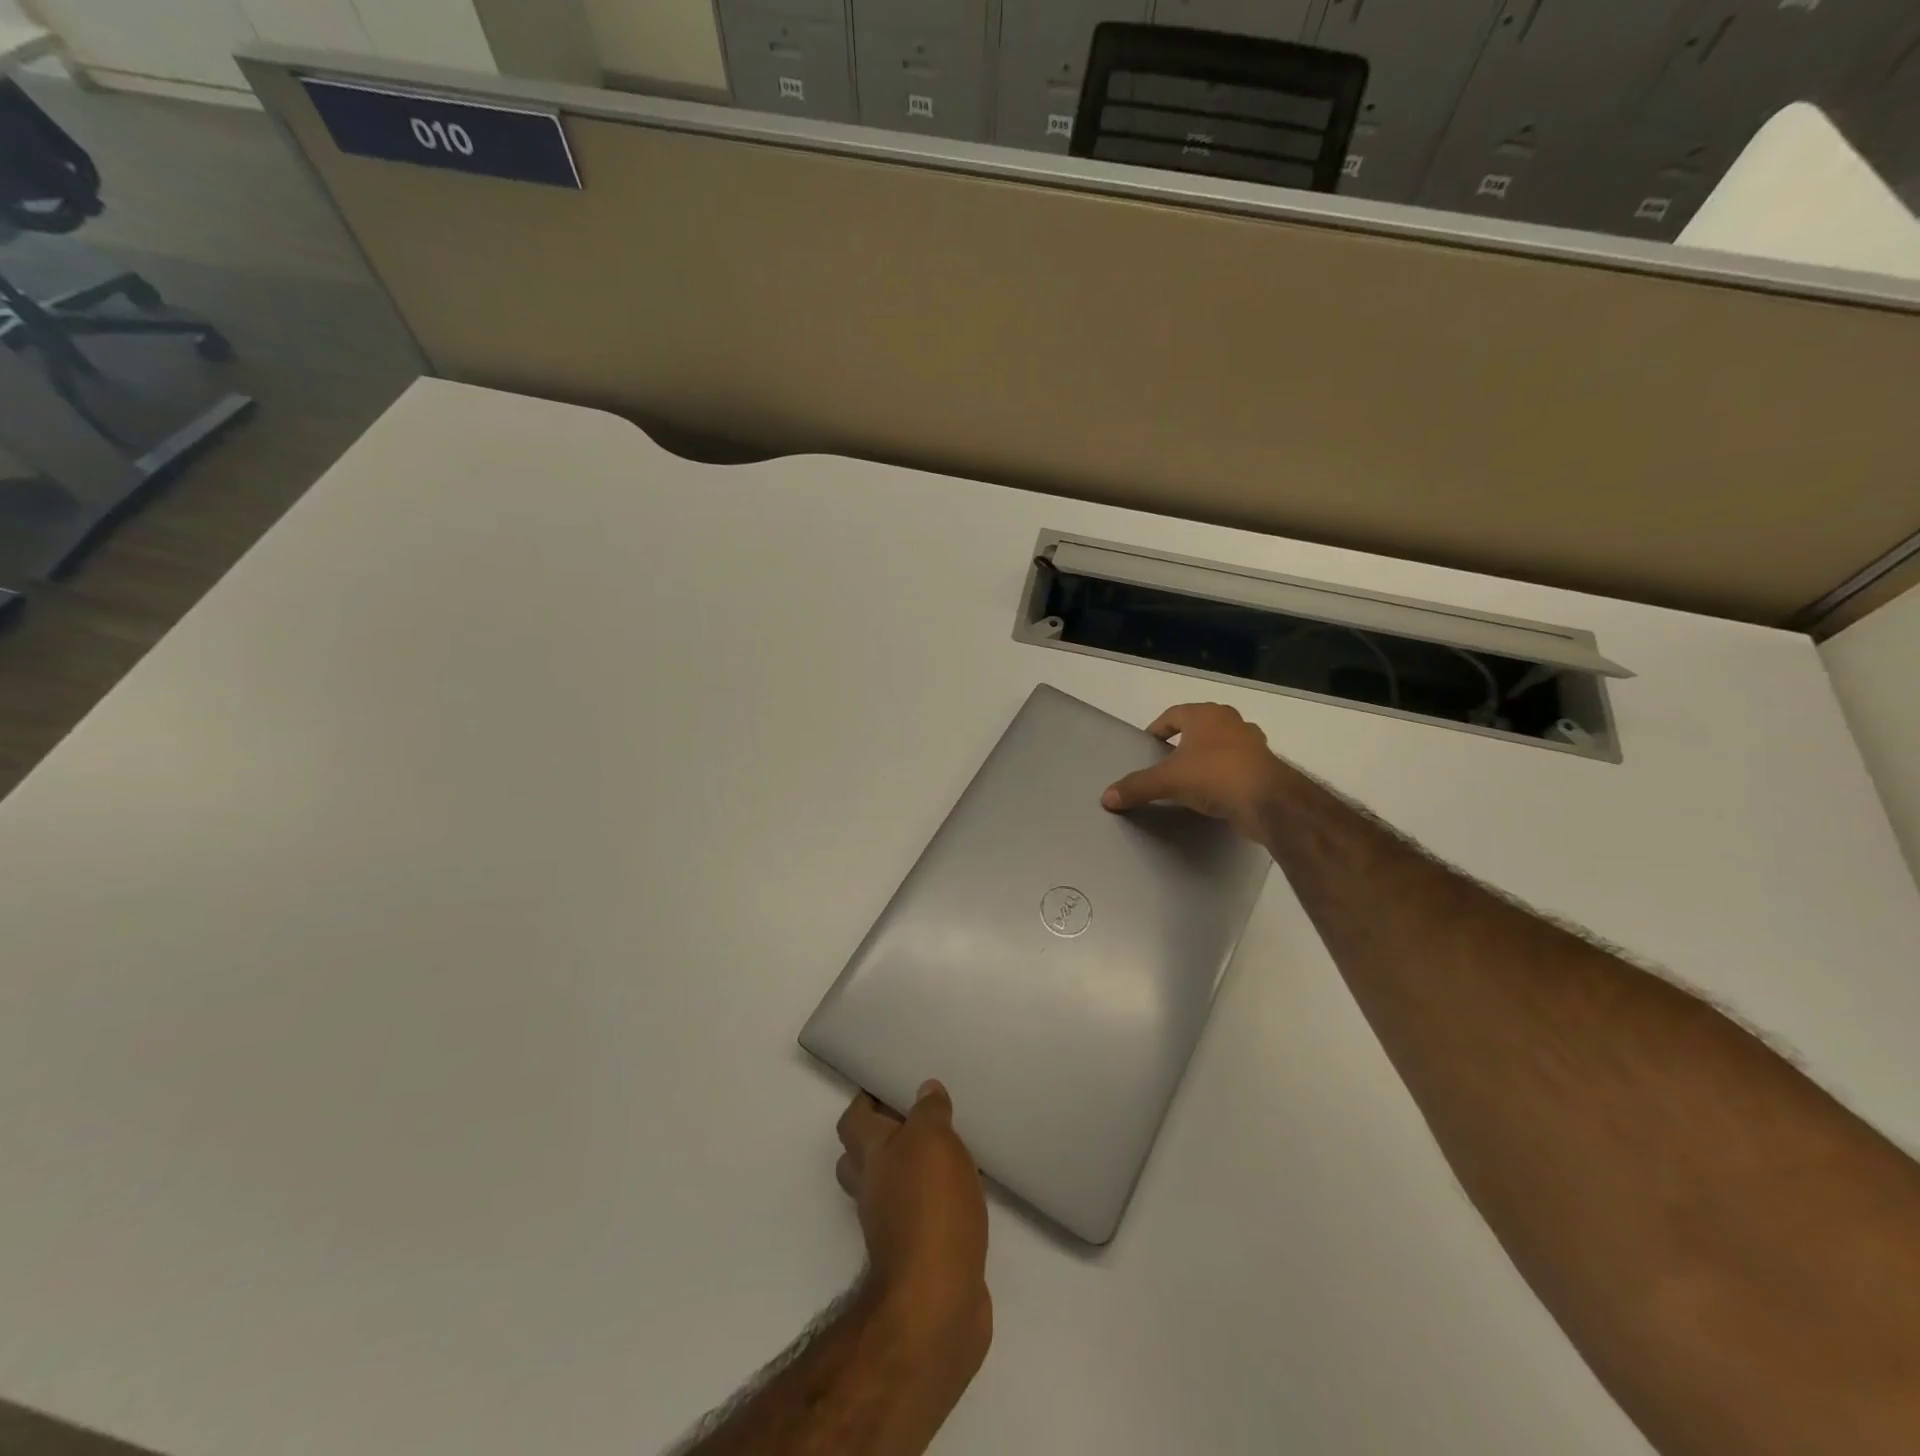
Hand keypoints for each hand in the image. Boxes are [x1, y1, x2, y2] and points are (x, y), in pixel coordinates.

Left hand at [836, 1082, 990, 1359]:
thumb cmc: (930, 1206)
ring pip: (887, 1188)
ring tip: (941, 1151)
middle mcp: (872, 1189)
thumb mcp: (934, 1141)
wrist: (936, 1301)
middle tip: (910, 1117)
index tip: (886, 1084)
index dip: (865, 1101)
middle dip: (877, 1136)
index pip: (853, 1120)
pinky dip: (930, 1202)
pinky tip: (958, 1195)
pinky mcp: (916, 1256)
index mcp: (872, 1156)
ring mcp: (890, 1227)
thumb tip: (925, 1090)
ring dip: (905, 1170)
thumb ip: (929, 1113)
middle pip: (859, 1157)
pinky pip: (916, 1216)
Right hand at [1101, 702, 1291, 840]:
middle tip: (1168, 760)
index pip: (1173, 714)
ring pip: (1222, 744)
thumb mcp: (1167, 781)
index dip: (1158, 728)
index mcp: (1205, 715)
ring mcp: (1252, 742)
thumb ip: (1137, 787)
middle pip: (1200, 726)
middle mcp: (1231, 721)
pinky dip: (1224, 774)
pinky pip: (1237, 765)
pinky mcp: (1265, 766)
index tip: (1148, 745)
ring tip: (1191, 777)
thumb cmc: (1214, 776)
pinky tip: (1215, 792)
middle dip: (1184, 740)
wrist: (1268, 801)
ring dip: (1207, 756)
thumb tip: (1106, 797)